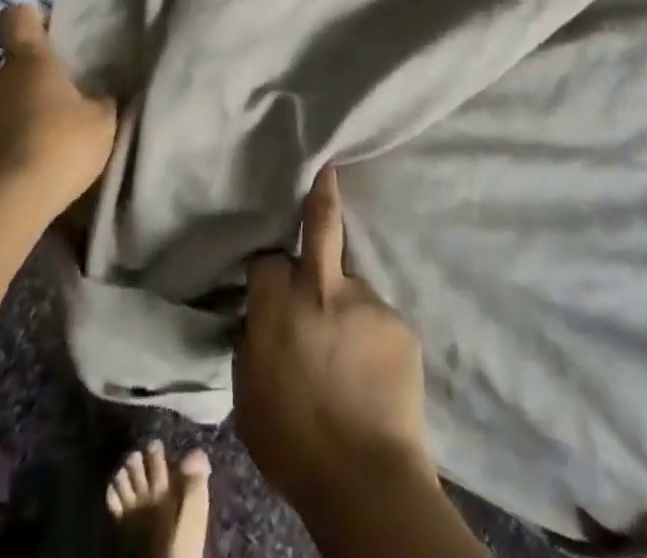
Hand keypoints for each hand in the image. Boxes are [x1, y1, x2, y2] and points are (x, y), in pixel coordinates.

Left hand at [0, 5, 116, 215]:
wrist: (6, 204)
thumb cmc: (60, 144)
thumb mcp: (102, 121)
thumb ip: (103, 101)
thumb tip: (102, 94)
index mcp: (29, 60)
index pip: (17, 18)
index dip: (31, 18)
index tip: (50, 29)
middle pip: (15, 67)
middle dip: (37, 79)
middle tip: (68, 98)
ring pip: (5, 103)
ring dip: (25, 114)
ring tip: (53, 139)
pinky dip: (13, 144)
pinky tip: (36, 166)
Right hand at [234, 167, 436, 519]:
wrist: (366, 480)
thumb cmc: (293, 444)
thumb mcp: (248, 393)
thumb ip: (252, 344)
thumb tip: (258, 321)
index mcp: (278, 303)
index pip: (267, 259)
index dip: (268, 267)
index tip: (271, 274)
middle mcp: (321, 287)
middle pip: (321, 221)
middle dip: (322, 190)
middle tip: (327, 167)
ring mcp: (364, 300)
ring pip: (351, 288)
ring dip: (347, 308)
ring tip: (352, 352)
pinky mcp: (398, 322)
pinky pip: (378, 323)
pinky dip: (373, 340)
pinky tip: (374, 373)